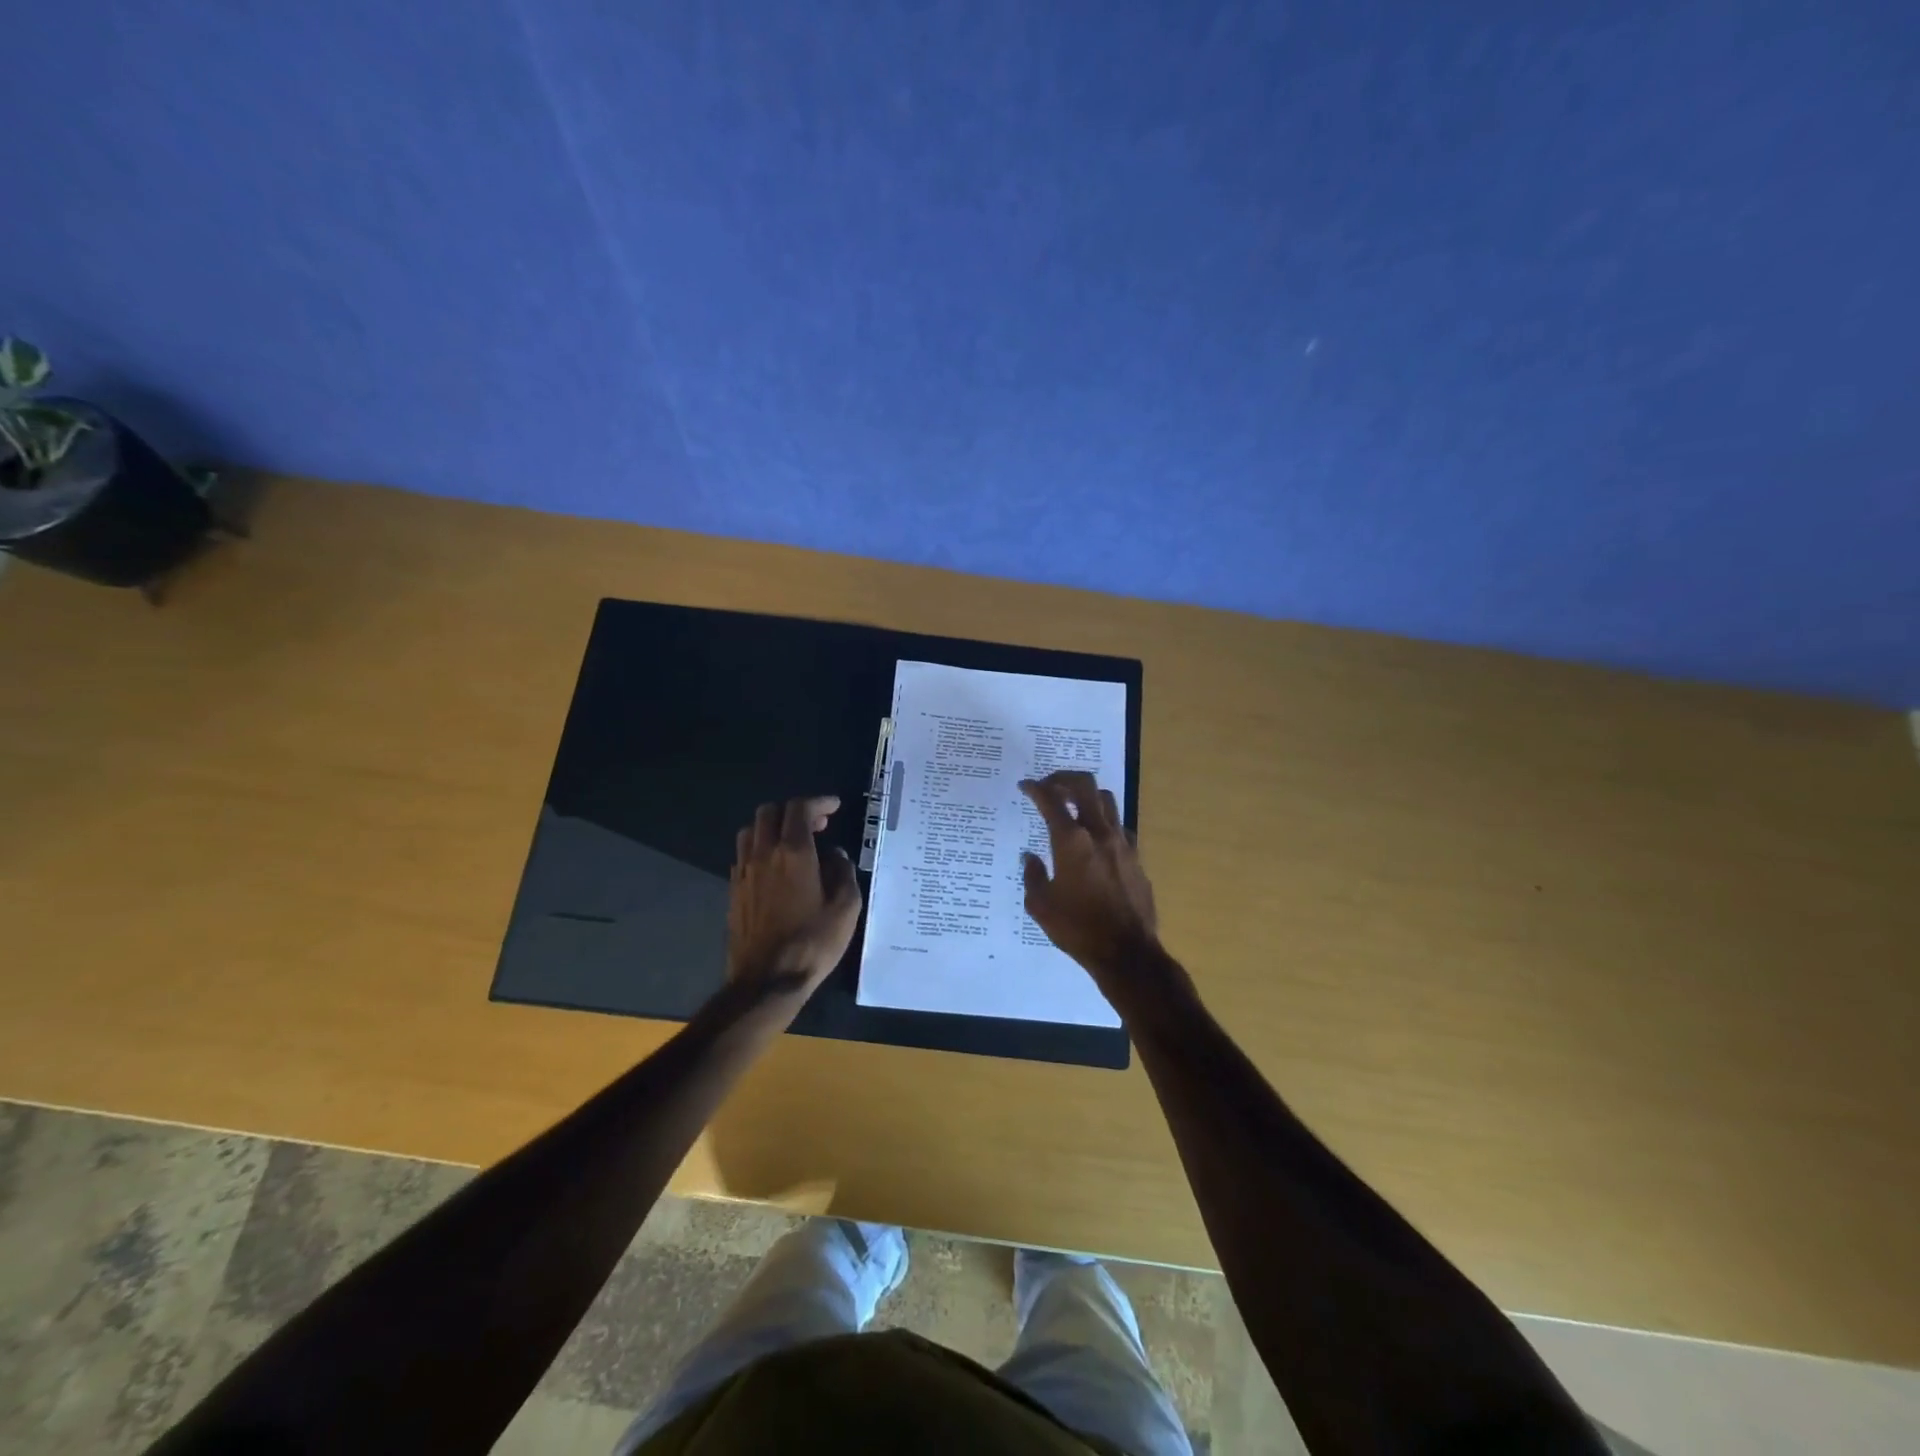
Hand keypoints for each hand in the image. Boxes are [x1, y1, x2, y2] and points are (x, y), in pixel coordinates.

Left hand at [727, 794, 862, 1001]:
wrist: (766, 981)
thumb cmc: (813, 944)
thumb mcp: (846, 908)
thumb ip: (843, 873)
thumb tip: (835, 855)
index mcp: (794, 853)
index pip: (799, 809)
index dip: (818, 802)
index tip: (834, 807)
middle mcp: (764, 855)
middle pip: (769, 812)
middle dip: (794, 811)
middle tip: (816, 826)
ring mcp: (744, 873)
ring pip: (751, 831)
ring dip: (772, 828)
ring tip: (793, 843)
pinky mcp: (734, 892)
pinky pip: (743, 856)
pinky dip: (760, 850)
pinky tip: (775, 869)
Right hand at [1018, 771, 1161, 984]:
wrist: (1127, 953)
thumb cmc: (1078, 929)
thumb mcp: (1040, 905)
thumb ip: (1033, 875)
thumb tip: (1030, 858)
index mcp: (1071, 842)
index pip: (1051, 801)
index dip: (1035, 789)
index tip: (1025, 786)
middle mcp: (1099, 834)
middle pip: (1084, 786)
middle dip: (1063, 779)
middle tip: (1049, 785)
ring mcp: (1122, 844)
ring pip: (1106, 801)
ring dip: (1087, 796)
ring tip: (1072, 805)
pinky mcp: (1136, 858)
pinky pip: (1119, 827)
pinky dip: (1104, 822)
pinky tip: (1095, 838)